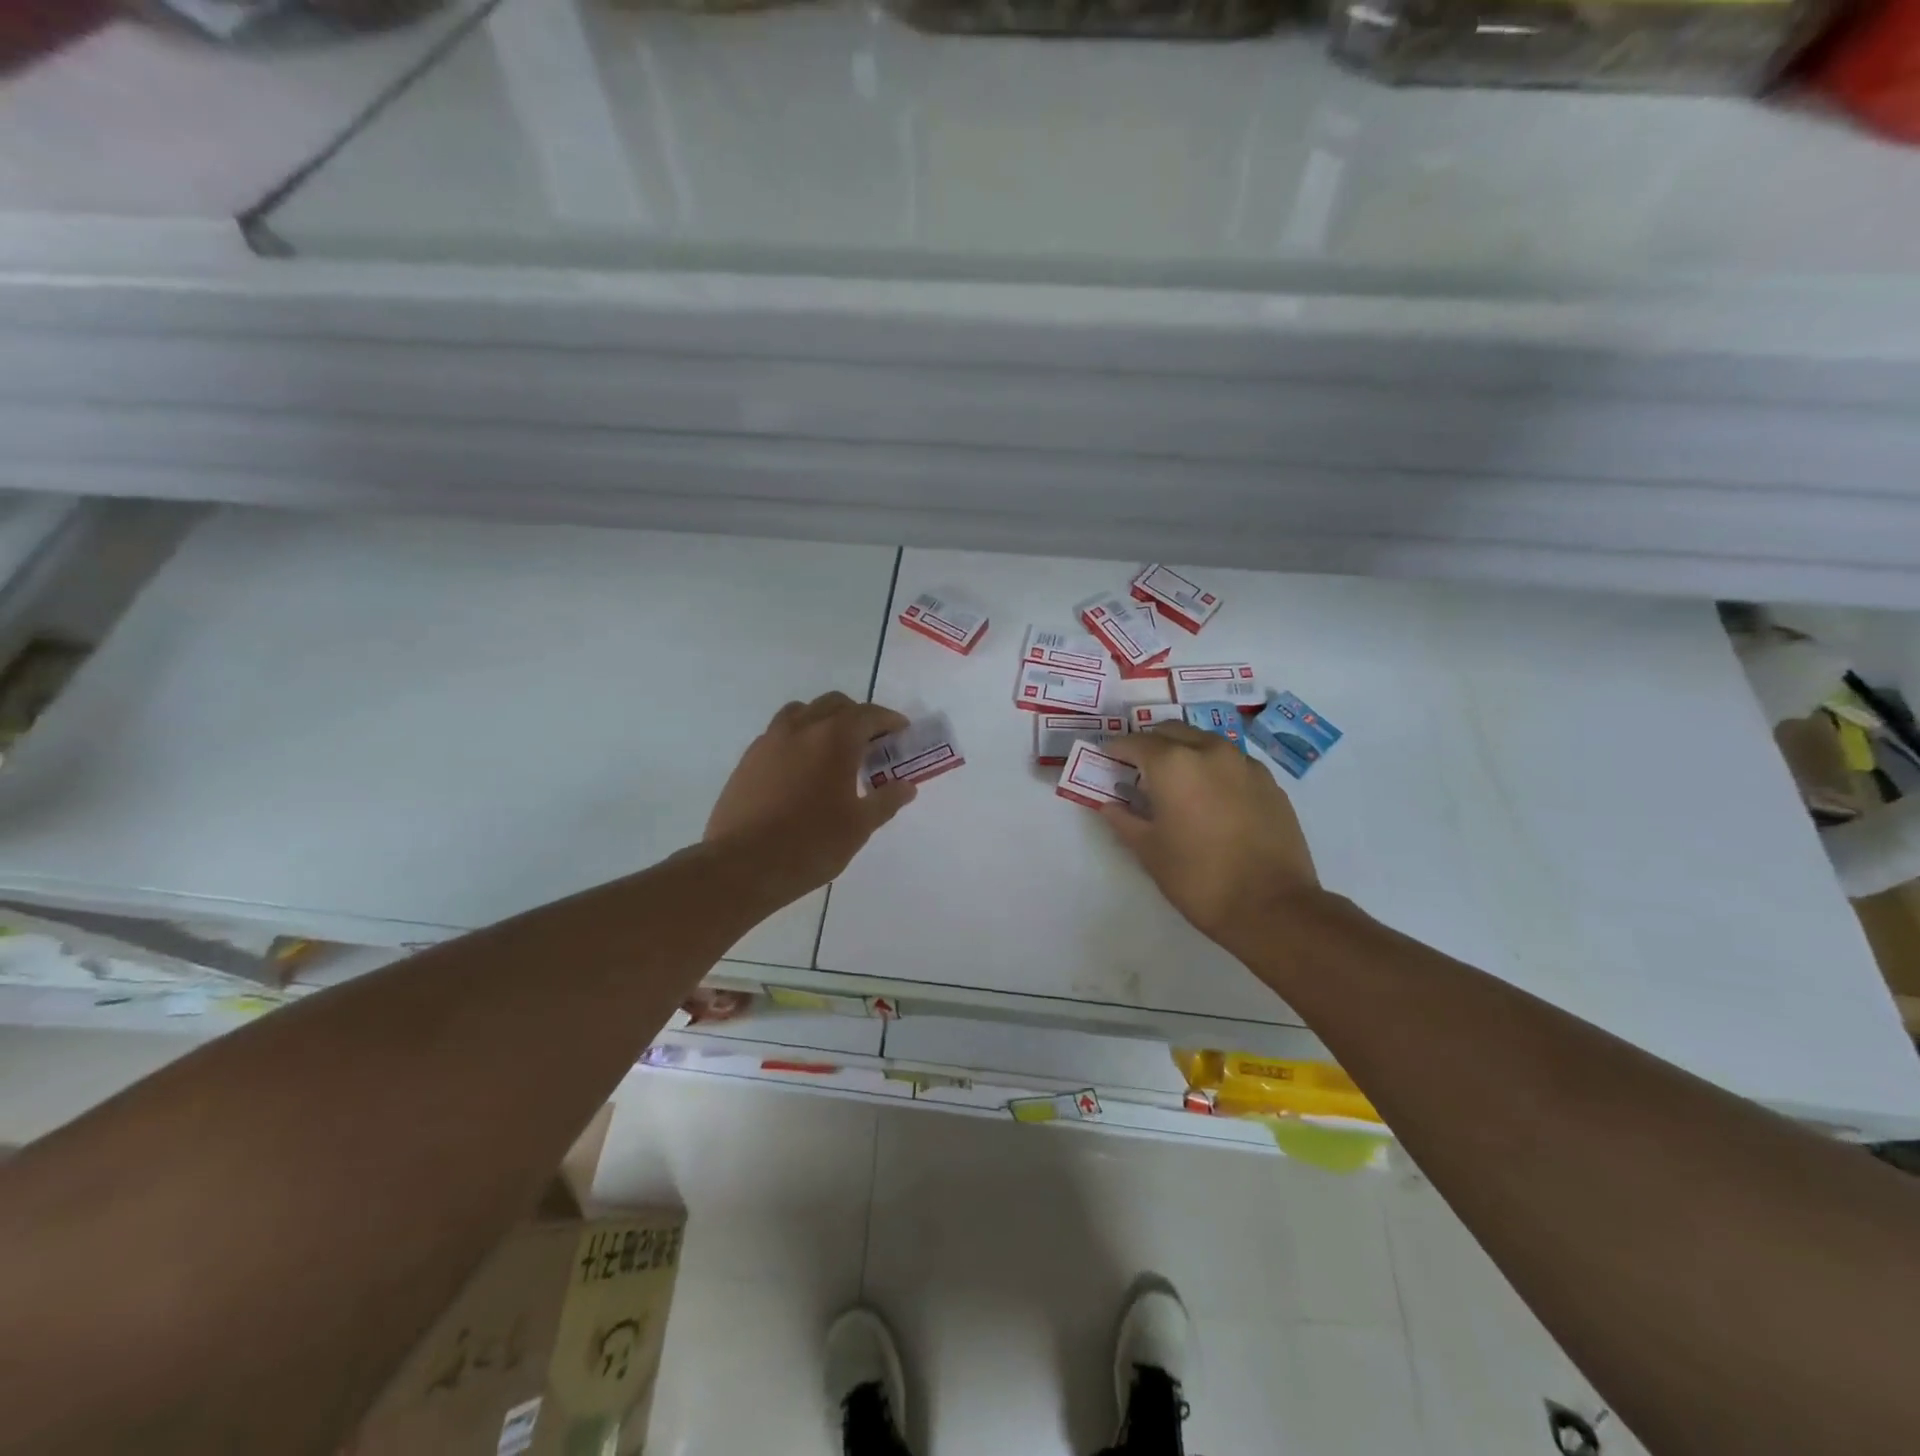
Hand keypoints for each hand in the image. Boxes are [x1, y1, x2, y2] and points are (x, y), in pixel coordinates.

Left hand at [705, 692, 918, 900]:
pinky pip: (779, 733)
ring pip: (802, 712)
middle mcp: (802, 727)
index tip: (901, 733)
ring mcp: (769, 740)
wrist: (742, 865)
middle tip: (871, 744)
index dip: (889, 720)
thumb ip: (886, 800)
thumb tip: (906, 787)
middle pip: (835, 705)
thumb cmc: (811, 843)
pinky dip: (798, 738)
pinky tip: (802, 770)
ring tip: (833, 750)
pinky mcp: (748, 759)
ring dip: (823, 721)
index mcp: (835, 738)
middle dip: (857, 717)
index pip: (869, 714)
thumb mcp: (859, 826)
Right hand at [1101, 724, 1320, 954]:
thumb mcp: (1149, 851)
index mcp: (1173, 764)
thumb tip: (1110, 806)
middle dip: (1150, 744)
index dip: (1116, 749)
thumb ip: (1124, 820)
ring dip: (1184, 750)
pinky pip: (1231, 761)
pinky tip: (1210, 796)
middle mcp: (1209, 751)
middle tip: (1137, 768)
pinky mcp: (1269, 781)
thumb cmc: (1198, 878)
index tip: (1106, 759)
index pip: (1135, 743)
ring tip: (1175, 781)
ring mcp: (1244, 764)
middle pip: (1171, 731)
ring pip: (1204, 741)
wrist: (1272, 906)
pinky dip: (1213, 767)